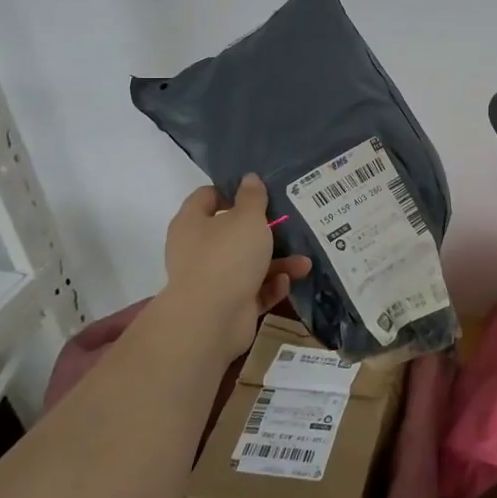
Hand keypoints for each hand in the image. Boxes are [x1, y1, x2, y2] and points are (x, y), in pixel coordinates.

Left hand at [154, 174, 310, 358]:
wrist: (211, 320)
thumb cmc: (227, 257)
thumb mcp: (247, 218)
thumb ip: (252, 197)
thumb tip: (249, 178)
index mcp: (192, 223)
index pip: (207, 197)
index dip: (231, 191)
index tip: (260, 192)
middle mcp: (197, 250)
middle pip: (232, 232)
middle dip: (264, 231)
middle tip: (290, 224)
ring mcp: (212, 279)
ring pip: (248, 263)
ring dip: (278, 262)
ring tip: (303, 262)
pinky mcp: (227, 304)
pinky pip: (254, 290)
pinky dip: (270, 286)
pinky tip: (286, 283)